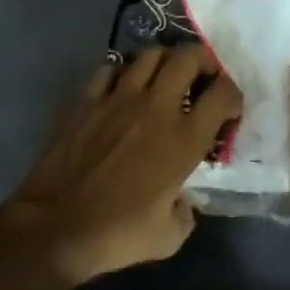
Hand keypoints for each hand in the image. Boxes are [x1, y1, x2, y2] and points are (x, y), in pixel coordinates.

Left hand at [0, 47, 242, 286]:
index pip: (224, 93)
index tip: (229, 111)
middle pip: (188, 57)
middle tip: (202, 79)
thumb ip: (186, 210)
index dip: (233, 96)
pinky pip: (110, 68)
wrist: (55, 227)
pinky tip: (123, 88)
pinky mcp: (86, 100)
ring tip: (165, 77)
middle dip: (203, 62)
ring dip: (164, 60)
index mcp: (184, 138)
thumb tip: (181, 198)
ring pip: (150, 54)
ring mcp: (118, 98)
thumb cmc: (117, 234)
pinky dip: (122, 71)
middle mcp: (156, 107)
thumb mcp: (170, 236)